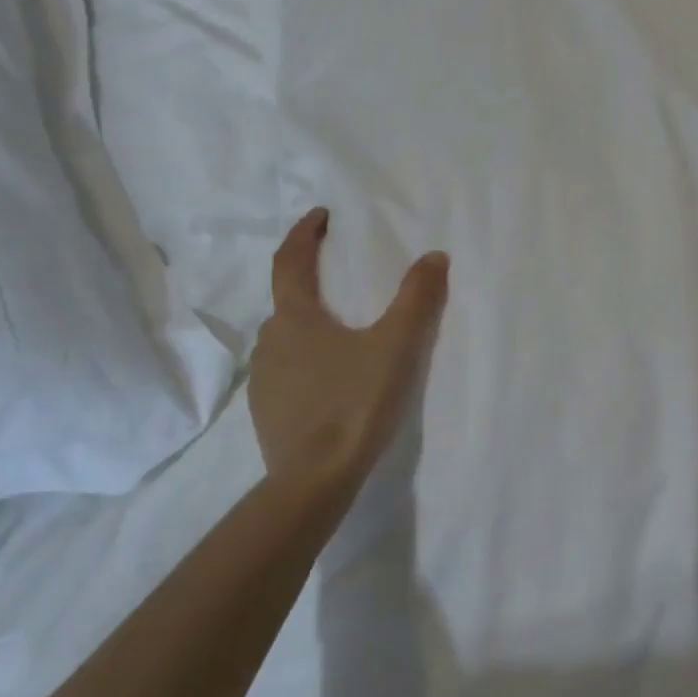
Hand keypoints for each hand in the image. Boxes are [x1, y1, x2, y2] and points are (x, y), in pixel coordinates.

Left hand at [247, 207, 448, 484]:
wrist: (314, 480)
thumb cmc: (354, 403)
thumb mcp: (395, 347)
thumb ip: (417, 300)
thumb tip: (434, 257)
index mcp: (294, 318)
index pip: (290, 261)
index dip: (304, 233)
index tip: (321, 216)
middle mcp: (270, 342)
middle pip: (287, 300)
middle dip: (310, 282)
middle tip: (339, 278)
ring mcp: (263, 380)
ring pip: (286, 339)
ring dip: (310, 326)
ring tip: (343, 335)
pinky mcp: (267, 412)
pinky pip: (286, 371)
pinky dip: (307, 361)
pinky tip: (331, 381)